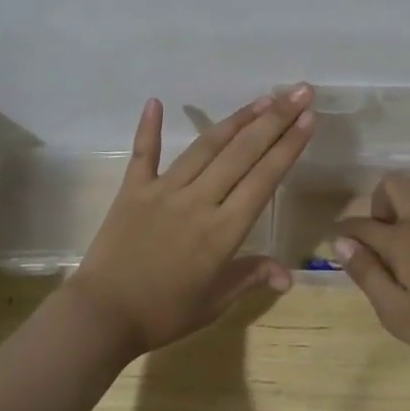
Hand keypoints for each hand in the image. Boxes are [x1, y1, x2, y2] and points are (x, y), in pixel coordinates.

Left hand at [65, 85, 316, 355]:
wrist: (100, 318)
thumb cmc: (163, 314)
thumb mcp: (213, 304)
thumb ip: (250, 278)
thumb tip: (289, 276)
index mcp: (223, 231)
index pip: (264, 179)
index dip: (288, 147)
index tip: (308, 119)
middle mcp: (198, 201)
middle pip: (242, 153)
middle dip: (275, 120)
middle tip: (298, 92)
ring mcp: (164, 191)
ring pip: (206, 146)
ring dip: (236, 120)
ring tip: (263, 98)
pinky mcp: (132, 189)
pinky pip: (143, 153)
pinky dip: (148, 127)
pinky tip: (156, 101)